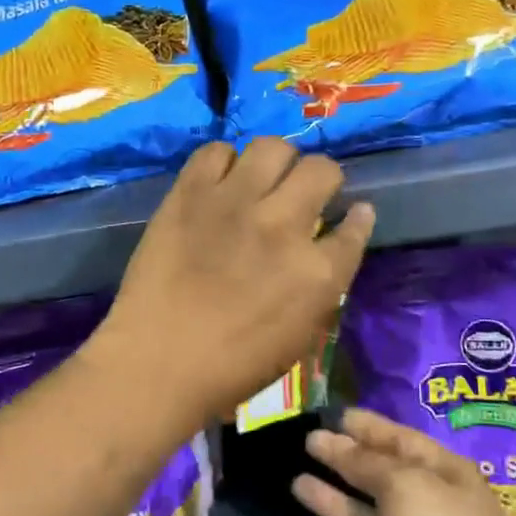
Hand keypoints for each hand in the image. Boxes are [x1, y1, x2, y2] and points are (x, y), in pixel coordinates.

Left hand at [93, 138, 373, 426]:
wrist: (158, 363)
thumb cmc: (232, 367)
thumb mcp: (299, 338)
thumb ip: (321, 289)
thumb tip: (330, 250)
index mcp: (318, 272)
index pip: (355, 227)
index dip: (358, 217)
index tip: (353, 212)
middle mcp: (284, 225)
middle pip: (322, 170)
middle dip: (322, 179)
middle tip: (304, 194)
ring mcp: (236, 202)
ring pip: (273, 147)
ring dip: (277, 162)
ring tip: (263, 180)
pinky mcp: (191, 193)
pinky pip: (216, 151)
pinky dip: (223, 163)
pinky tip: (219, 184)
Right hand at [294, 407, 515, 515]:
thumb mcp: (407, 483)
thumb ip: (366, 462)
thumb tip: (333, 441)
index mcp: (441, 477)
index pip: (399, 441)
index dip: (369, 427)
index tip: (335, 415)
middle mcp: (421, 509)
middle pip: (375, 478)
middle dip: (343, 460)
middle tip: (307, 441)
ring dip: (330, 499)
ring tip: (296, 481)